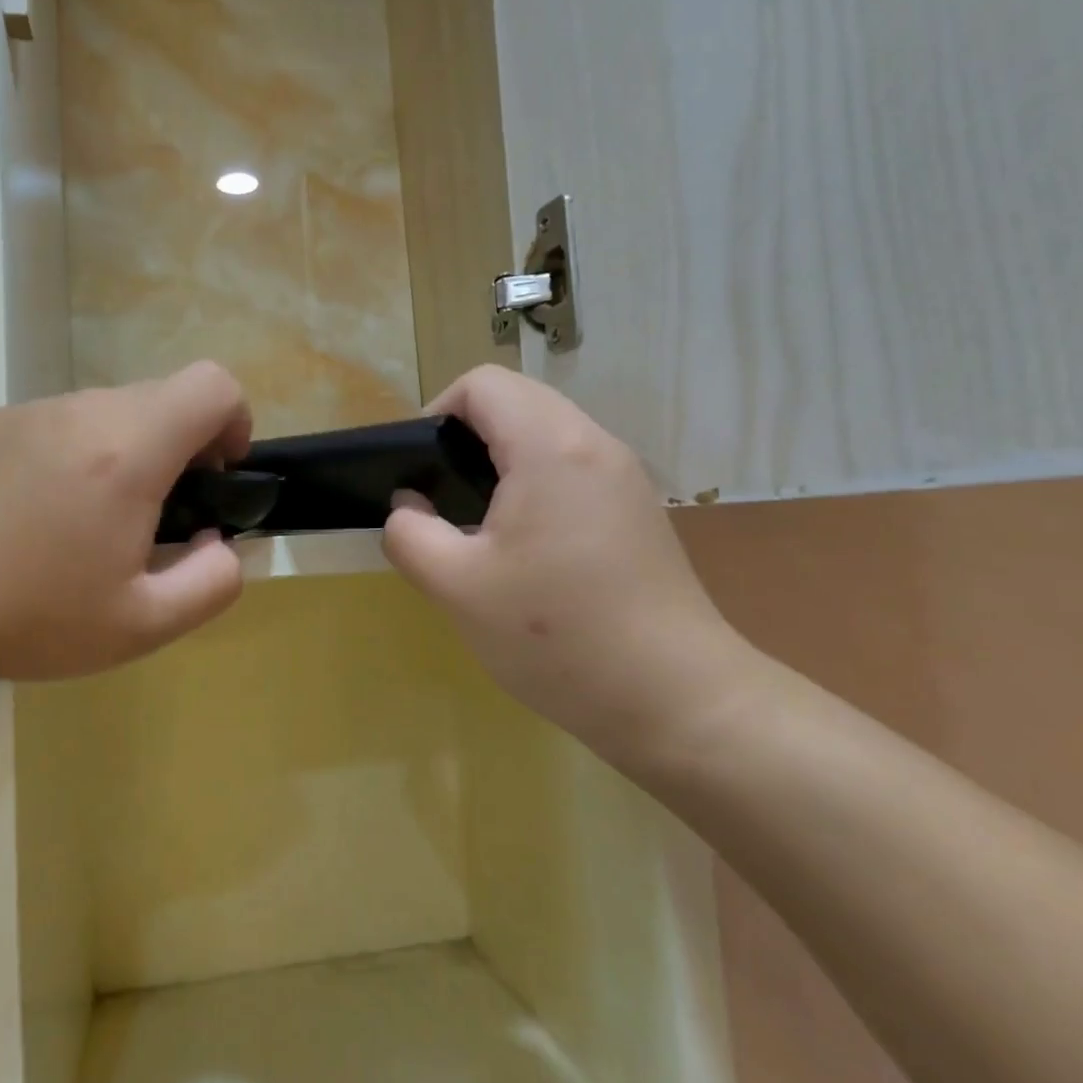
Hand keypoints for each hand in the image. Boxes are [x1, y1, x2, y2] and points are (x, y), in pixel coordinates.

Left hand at [0, 362, 251, 699]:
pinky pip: (65, 421)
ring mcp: (32, 411)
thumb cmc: (32, 617)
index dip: (234, 423)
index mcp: (128, 450)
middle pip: (165, 396)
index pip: (213, 385)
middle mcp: (83, 411)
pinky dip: (82, 452)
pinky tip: (44, 514)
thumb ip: (214, 581)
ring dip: (131, 451)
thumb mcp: (145, 624)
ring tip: (95, 521)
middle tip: (157, 517)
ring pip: (114, 408)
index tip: (215, 479)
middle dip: (184, 446)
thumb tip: (219, 542)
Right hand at [382, 366, 759, 765]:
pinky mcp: (638, 510)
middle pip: (517, 402)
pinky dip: (536, 483)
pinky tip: (526, 548)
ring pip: (547, 434)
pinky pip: (573, 468)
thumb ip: (410, 535)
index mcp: (550, 446)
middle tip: (441, 501)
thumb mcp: (457, 587)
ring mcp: (625, 477)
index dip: (437, 413)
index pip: (482, 384)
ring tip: (477, 526)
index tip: (420, 471)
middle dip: (467, 438)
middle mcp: (594, 444)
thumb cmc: (557, 636)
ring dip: (502, 462)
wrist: (675, 699)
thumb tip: (407, 506)